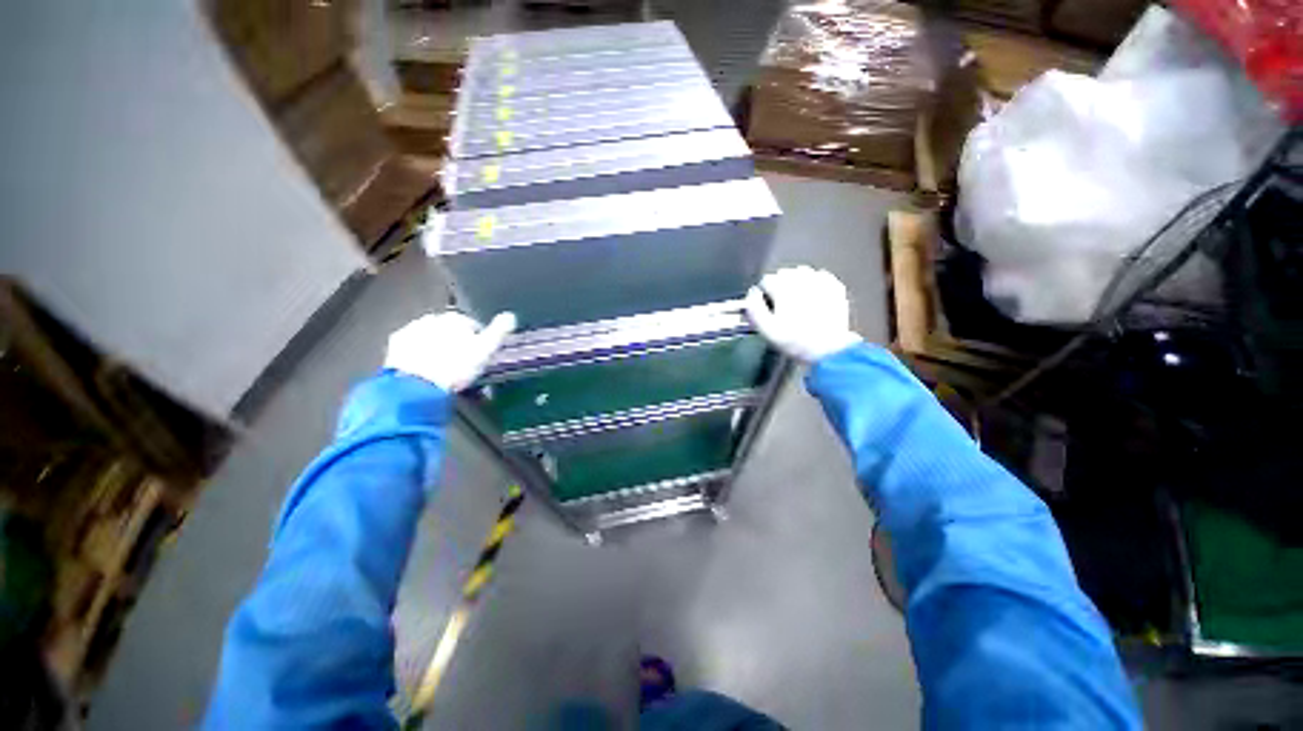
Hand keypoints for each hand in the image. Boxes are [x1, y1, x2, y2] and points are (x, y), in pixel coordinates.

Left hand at [384, 311, 516, 391]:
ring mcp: (411, 329)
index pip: (472, 325)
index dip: (478, 339)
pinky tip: (426, 367)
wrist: (418, 384)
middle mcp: (432, 318)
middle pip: (449, 329)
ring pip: (430, 336)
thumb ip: (499, 331)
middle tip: (461, 361)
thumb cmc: (457, 366)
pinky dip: (419, 353)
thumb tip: (510, 315)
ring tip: (444, 366)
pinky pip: (413, 346)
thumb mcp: (486, 349)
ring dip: (437, 345)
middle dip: (455, 341)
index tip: (480, 354)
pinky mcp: (396, 345)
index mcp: (455, 318)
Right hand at [745, 266, 859, 362]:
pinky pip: (819, 278)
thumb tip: (752, 294)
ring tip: (797, 304)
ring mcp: (820, 281)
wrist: (828, 349)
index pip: (766, 280)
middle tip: (783, 309)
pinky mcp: (834, 286)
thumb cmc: (796, 341)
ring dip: (796, 285)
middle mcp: (802, 279)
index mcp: (783, 287)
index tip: (768, 308)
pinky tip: (813, 300)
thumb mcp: (766, 329)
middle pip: (783, 274)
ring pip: (801, 274)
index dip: (764, 296)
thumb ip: (754, 309)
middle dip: (780, 288)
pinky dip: (814, 286)